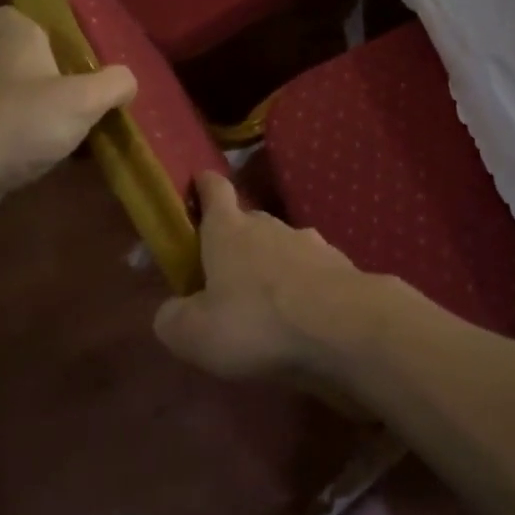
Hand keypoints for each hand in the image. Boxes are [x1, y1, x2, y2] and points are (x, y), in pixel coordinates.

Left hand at [0, 6, 135, 209]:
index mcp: (17, 43)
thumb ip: (114, 84)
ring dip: (48, 109)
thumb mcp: (84, 98)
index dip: (33, 19)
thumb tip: (127, 82)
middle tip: (90, 84)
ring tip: (84, 124)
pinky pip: (15, 133)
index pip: (12, 15)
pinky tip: (62, 156)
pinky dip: (36, 141)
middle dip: (54, 70)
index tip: (60, 34)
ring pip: (22, 98)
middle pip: (25, 59)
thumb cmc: (22, 119)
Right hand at [152, 172, 366, 380]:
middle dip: (237, 241)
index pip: (215, 190)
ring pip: (283, 246)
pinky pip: (313, 271)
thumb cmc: (256, 323)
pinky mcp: (340, 265)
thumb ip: (173, 319)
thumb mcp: (195, 334)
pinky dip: (304, 287)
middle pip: (249, 222)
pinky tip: (304, 316)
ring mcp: (310, 242)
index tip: (199, 180)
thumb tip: (171, 310)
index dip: (204, 184)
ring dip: (273, 266)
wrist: (343, 326)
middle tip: (225, 274)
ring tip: (267, 303)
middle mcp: (270, 226)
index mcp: (229, 231)